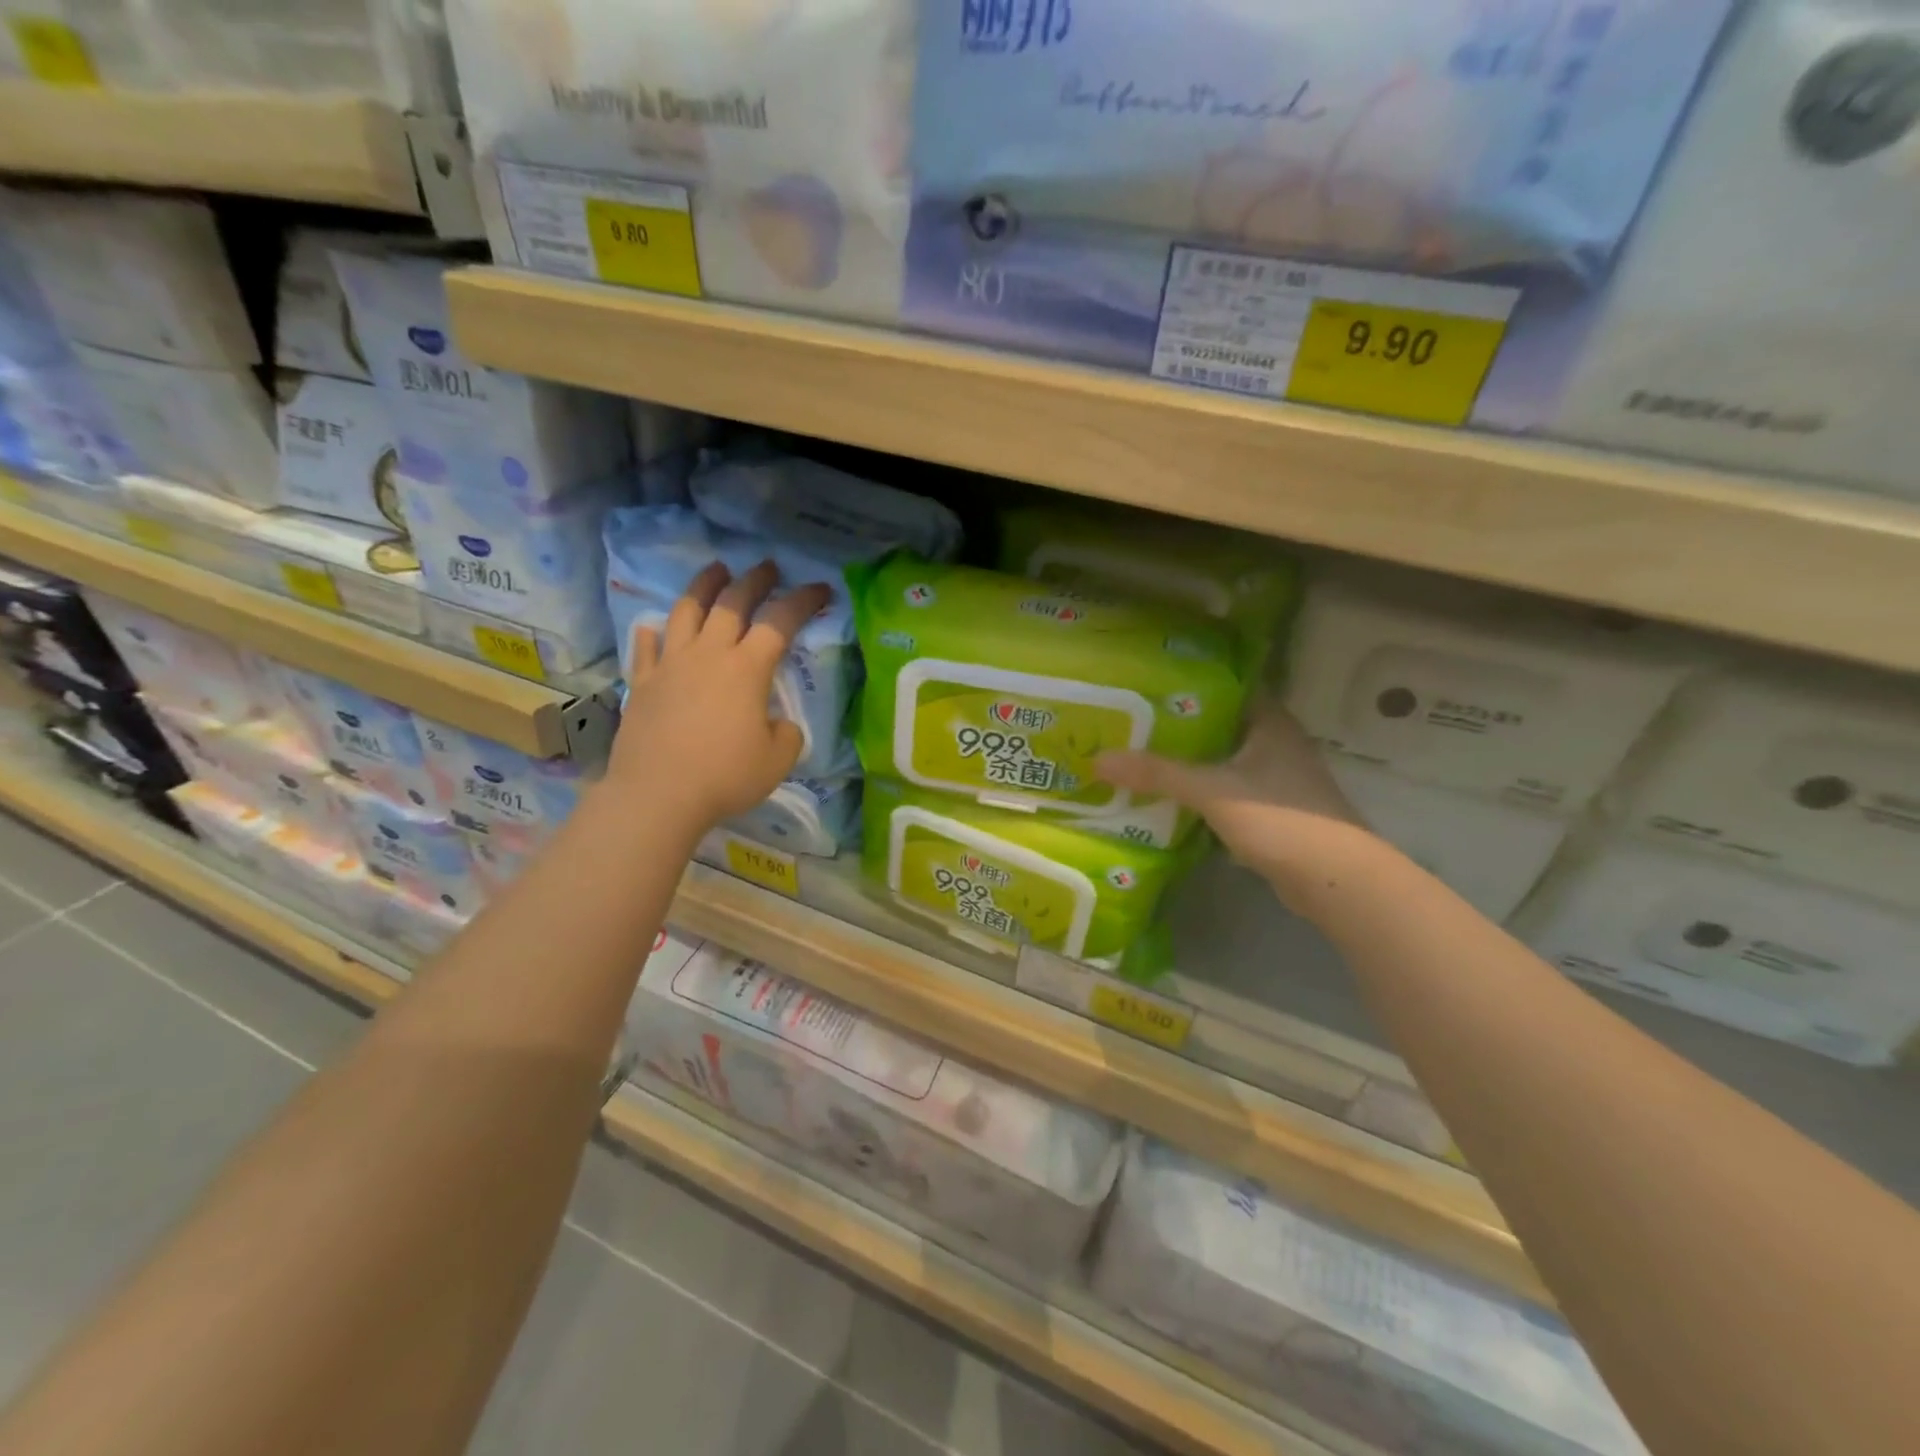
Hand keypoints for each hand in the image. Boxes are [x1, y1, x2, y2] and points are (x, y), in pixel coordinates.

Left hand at [606, 559, 831, 837]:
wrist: (658, 795)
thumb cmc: (726, 776)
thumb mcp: (778, 759)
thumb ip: (786, 733)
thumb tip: (777, 724)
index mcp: (747, 668)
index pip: (780, 621)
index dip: (803, 600)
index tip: (820, 588)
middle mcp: (709, 654)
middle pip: (732, 602)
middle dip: (754, 580)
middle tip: (766, 567)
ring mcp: (671, 665)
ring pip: (686, 611)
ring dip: (703, 586)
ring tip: (714, 571)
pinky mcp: (643, 683)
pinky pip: (647, 647)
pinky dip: (653, 632)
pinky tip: (654, 626)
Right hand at [1095, 702, 1377, 899]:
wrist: (1336, 881)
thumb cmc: (1280, 819)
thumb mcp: (1213, 791)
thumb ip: (1158, 773)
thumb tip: (1098, 759)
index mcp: (1270, 723)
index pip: (1227, 687)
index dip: (1189, 683)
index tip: (1147, 683)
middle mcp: (1275, 744)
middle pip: (1219, 725)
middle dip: (1178, 726)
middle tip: (1130, 721)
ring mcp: (1276, 781)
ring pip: (1222, 761)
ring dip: (1188, 762)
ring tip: (1138, 755)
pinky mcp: (1271, 813)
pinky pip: (1226, 792)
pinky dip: (1200, 794)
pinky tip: (1166, 797)